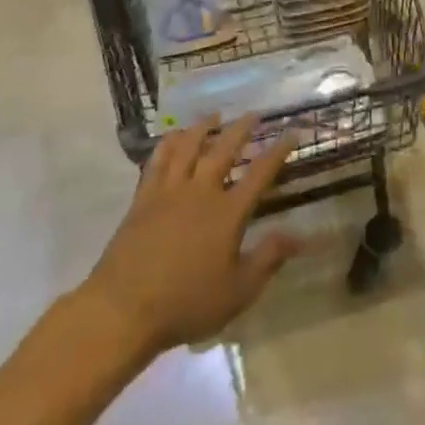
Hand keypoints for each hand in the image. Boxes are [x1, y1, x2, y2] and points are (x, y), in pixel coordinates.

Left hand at [76, 115, 301, 358]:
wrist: (122, 310)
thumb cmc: (186, 303)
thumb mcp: (238, 291)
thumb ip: (269, 258)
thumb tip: (301, 235)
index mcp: (228, 213)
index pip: (260, 173)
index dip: (278, 151)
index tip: (291, 132)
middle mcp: (200, 192)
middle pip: (223, 149)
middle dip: (241, 129)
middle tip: (253, 114)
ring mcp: (168, 192)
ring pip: (187, 147)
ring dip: (203, 127)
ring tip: (213, 115)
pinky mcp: (142, 199)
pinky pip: (157, 160)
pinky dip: (169, 143)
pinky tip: (173, 137)